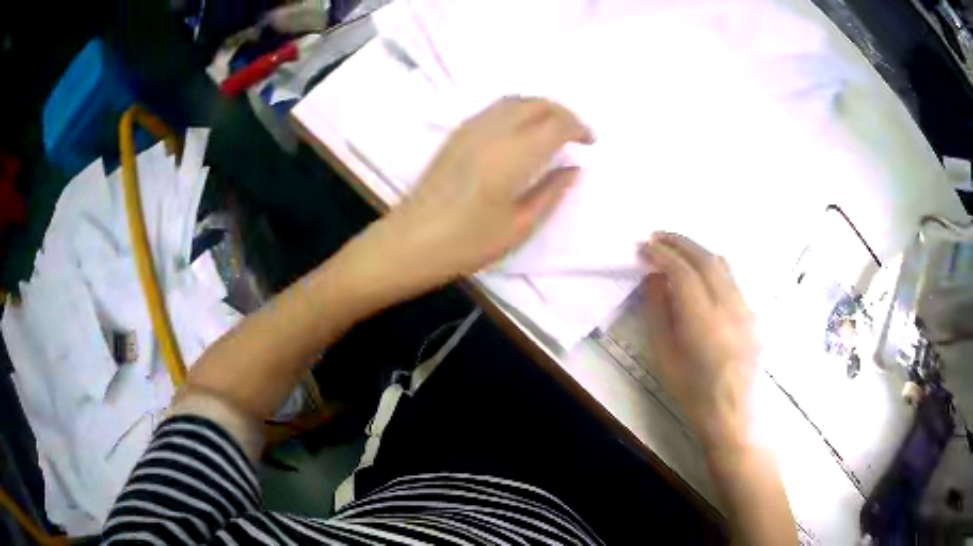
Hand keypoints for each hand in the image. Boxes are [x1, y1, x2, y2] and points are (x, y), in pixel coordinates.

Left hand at [370, 97, 593, 290]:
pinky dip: (518, 111)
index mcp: (512, 155)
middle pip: (536, 103)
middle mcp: (492, 131)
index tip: (591, 142)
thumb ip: (551, 192)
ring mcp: (470, 129)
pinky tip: (522, 132)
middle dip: (562, 113)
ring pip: (514, 101)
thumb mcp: (519, 226)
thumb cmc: (467, 242)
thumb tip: (574, 168)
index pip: (555, 124)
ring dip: (540, 108)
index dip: (579, 128)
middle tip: (576, 134)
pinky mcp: (456, 134)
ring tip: (554, 130)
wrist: (411, 241)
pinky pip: (495, 109)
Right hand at [639, 233, 758, 452]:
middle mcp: (730, 308)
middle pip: (706, 259)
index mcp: (703, 322)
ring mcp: (746, 309)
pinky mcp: (753, 314)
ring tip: (677, 248)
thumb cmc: (692, 392)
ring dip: (698, 250)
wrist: (731, 413)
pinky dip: (712, 267)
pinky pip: (732, 280)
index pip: (683, 273)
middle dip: (680, 242)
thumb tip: (654, 278)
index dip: (662, 254)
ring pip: (723, 265)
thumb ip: (658, 312)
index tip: (645, 247)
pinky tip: (700, 274)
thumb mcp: (664, 356)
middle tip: (658, 236)